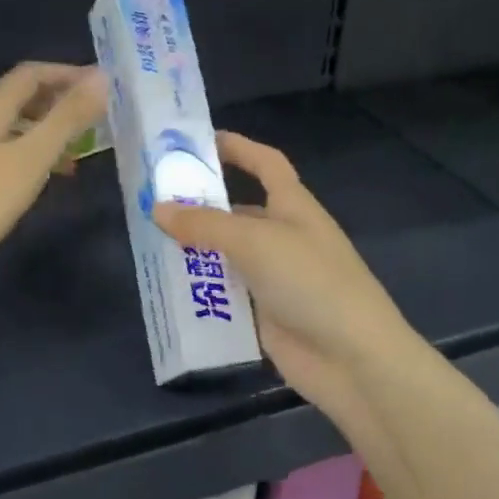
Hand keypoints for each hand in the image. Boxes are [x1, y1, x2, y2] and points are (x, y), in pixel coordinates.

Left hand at [0, 62, 105, 284]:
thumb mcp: (31, 160)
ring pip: (3, 125)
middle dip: (55, 105)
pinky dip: (17, 152)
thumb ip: (67, 119)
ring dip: (38, 133)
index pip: (31, 74)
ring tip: (68, 159)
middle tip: (90, 124)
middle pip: (15, 97)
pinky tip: (27, 180)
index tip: (101, 87)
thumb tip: (101, 77)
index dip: (67, 75)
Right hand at [153, 133, 420, 421]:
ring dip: (194, 253)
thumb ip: (205, 224)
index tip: (199, 142)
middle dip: (200, 207)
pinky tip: (167, 292)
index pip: (266, 164)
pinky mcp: (264, 314)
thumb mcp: (255, 242)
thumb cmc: (310, 281)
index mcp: (293, 206)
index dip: (238, 147)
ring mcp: (274, 278)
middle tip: (150, 205)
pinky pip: (226, 296)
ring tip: (147, 246)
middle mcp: (283, 237)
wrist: (351, 357)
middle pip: (237, 213)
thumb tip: (158, 209)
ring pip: (226, 257)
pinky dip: (201, 293)